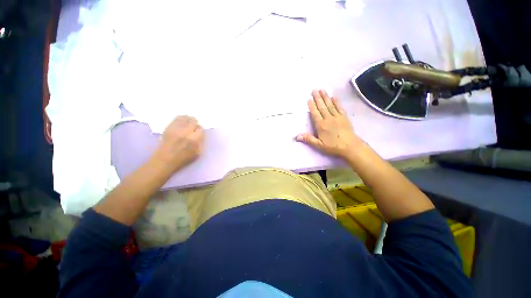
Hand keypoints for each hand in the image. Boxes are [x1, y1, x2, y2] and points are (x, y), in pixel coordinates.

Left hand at [154, 115, 203, 171]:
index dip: (200, 130)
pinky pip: (177, 118)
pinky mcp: (169, 127)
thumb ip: (201, 142)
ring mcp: (176, 129)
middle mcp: (186, 132)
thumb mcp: (198, 153)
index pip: (200, 129)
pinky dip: (182, 118)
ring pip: (186, 118)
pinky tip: (183, 121)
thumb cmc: (183, 158)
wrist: (164, 160)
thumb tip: (201, 134)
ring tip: (189, 123)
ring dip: (189, 120)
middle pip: (194, 121)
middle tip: (194, 128)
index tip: (199, 133)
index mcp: (194, 139)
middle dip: (195, 124)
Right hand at [296, 90, 360, 159]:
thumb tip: (297, 136)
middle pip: (322, 107)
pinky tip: (333, 97)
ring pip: (330, 105)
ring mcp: (337, 117)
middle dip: (318, 98)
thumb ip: (308, 139)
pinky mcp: (344, 117)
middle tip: (315, 89)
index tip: (309, 98)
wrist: (350, 147)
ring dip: (325, 97)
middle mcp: (328, 119)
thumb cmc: (333, 146)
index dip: (312, 106)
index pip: (315, 113)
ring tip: (322, 90)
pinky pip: (339, 107)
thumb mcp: (319, 145)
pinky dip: (336, 101)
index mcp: (321, 125)